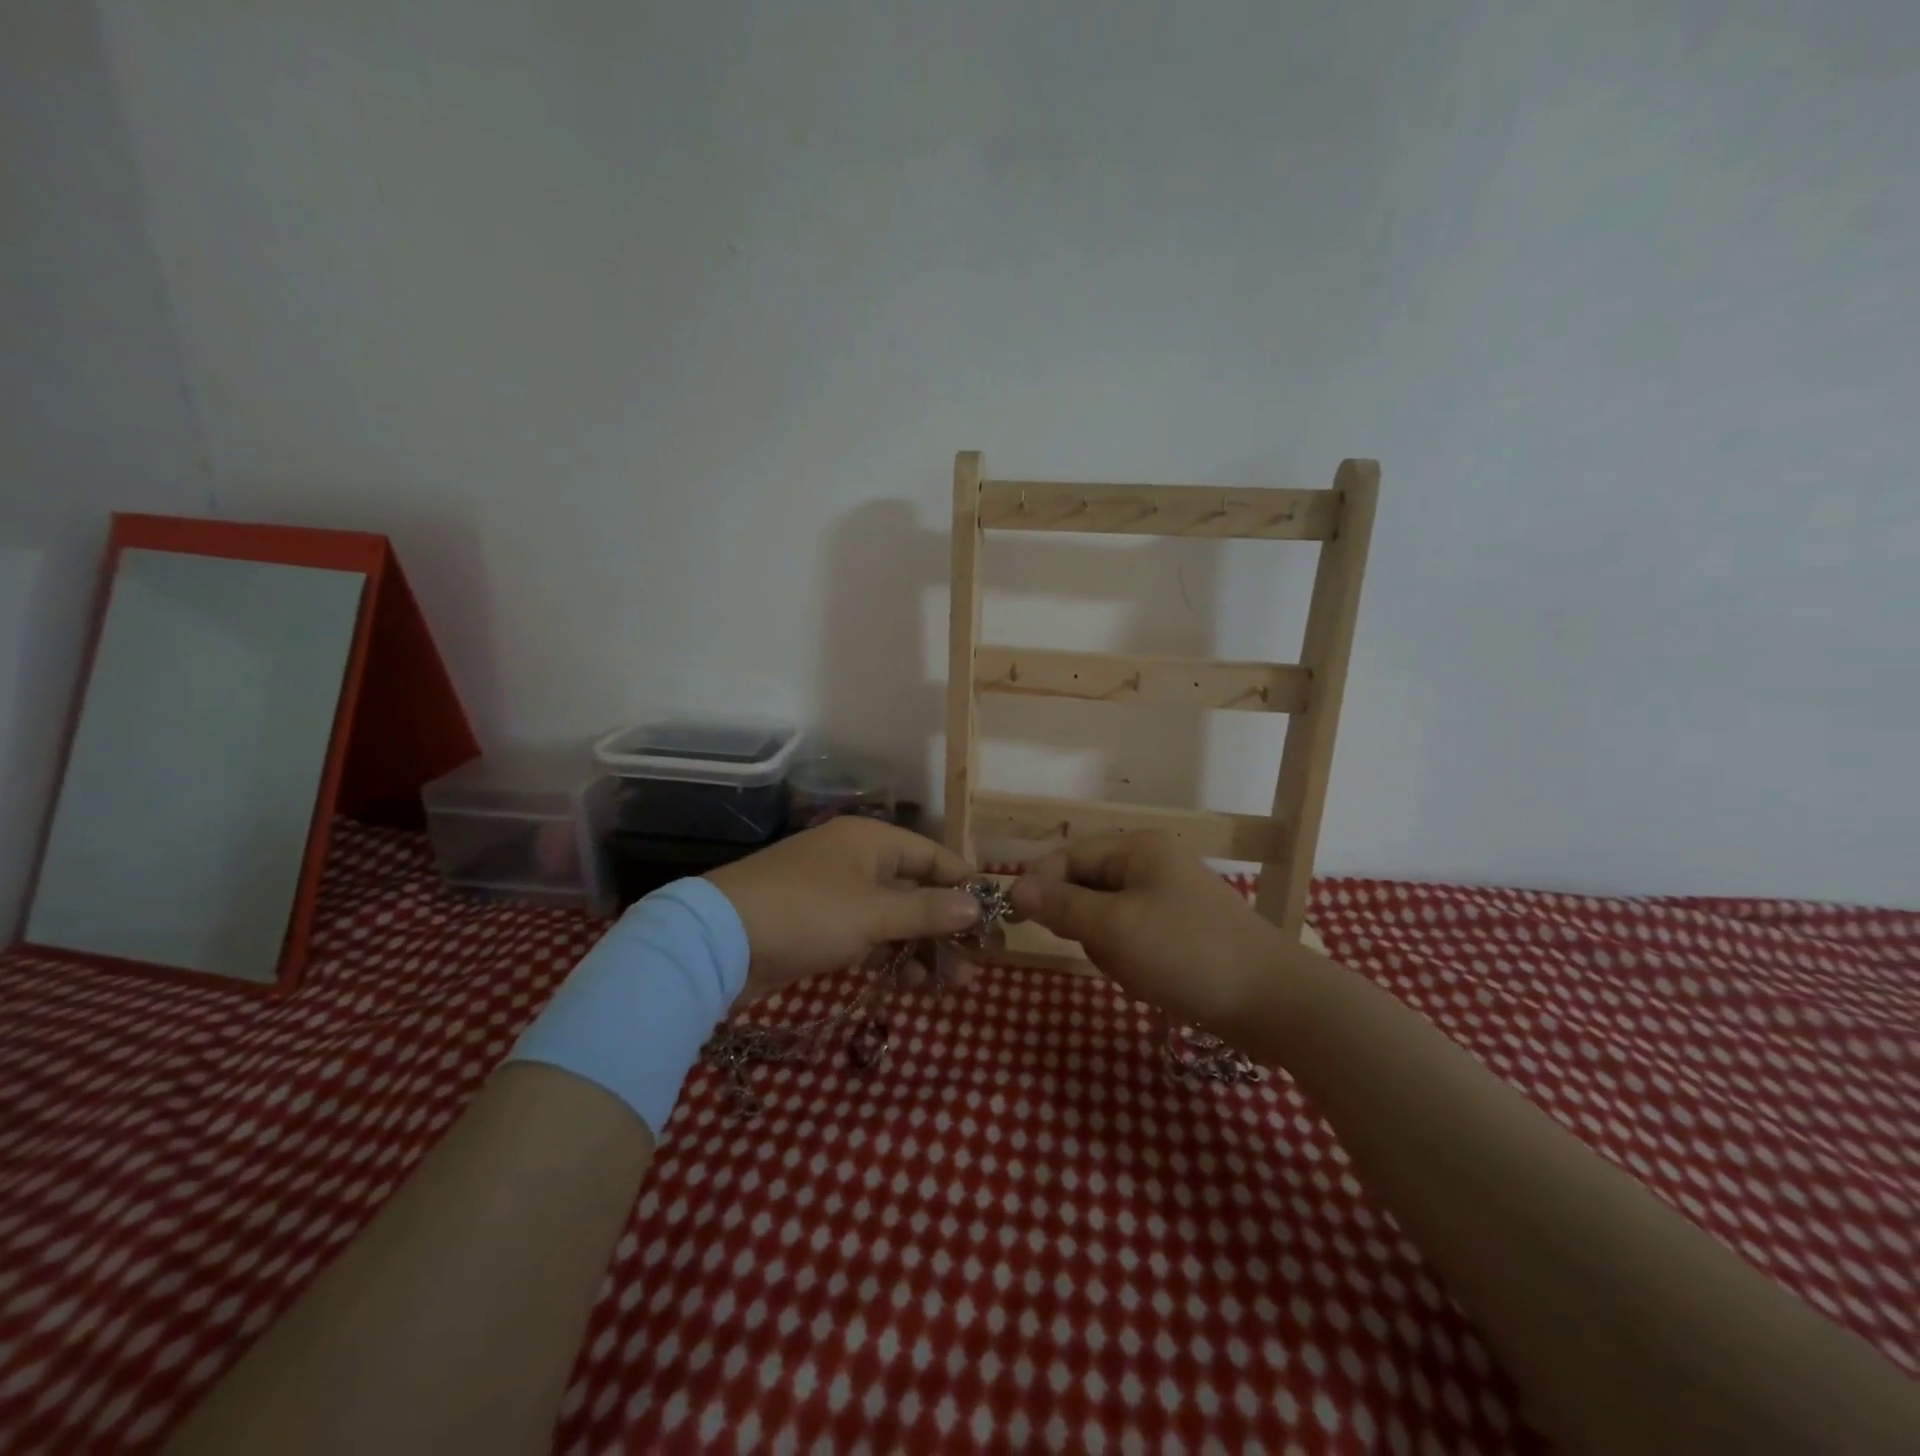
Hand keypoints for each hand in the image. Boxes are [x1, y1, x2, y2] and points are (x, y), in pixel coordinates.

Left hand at [706, 817, 983, 1005]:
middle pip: (917, 890)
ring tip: (948, 985)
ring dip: (922, 948)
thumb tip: (979, 905)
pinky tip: (909, 983)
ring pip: (894, 917)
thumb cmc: (807, 914)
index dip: (966, 887)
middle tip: (974, 966)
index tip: (994, 922)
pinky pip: (869, 935)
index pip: (935, 857)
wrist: (718, 943)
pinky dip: (891, 956)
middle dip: (946, 928)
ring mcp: (837, 893)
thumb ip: (929, 911)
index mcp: (873, 840)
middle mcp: (858, 860)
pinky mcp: (820, 925)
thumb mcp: (874, 914)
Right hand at [1008, 831, 1287, 1028]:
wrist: (1274, 1003)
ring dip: (1110, 949)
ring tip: (1136, 972)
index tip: (1015, 920)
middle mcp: (1153, 865)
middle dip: (1086, 925)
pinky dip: (1133, 962)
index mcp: (1138, 848)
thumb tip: (1014, 888)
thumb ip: (1061, 905)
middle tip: (1104, 951)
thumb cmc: (1185, 953)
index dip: (1040, 885)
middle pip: (1087, 887)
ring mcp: (1170, 899)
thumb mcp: (1113, 928)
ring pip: (1108, 919)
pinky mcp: (1182, 933)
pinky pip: (1134, 939)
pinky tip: (1152, 982)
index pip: (1069, 856)